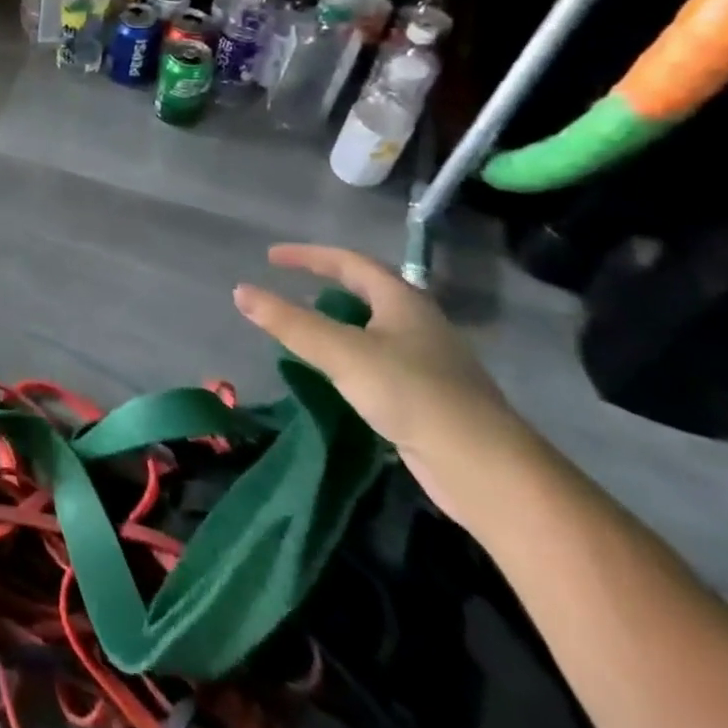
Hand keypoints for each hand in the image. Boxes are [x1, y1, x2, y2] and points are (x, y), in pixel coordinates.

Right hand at [235, 245, 537, 524]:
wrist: (487, 471)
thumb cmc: (412, 394)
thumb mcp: (341, 352)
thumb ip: (289, 322)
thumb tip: (240, 291)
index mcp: (403, 301)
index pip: (350, 262)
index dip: (308, 256)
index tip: (271, 257)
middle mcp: (419, 324)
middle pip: (368, 291)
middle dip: (327, 284)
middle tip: (290, 287)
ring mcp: (429, 362)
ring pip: (375, 328)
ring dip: (338, 322)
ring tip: (305, 329)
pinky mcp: (430, 398)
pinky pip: (380, 361)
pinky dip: (350, 356)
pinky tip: (336, 375)